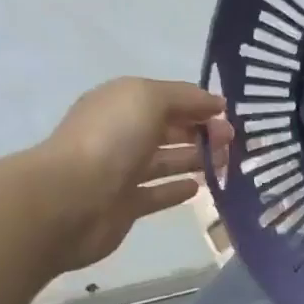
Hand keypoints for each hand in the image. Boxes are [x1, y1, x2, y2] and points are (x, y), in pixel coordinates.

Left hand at [32, 78, 233, 273]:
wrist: (71, 199)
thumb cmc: (111, 140)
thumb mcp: (148, 99)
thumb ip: (184, 97)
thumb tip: (216, 104)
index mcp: (121, 104)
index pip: (166, 99)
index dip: (197, 104)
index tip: (229, 116)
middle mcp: (120, 135)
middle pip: (167, 130)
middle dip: (200, 132)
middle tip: (232, 142)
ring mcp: (121, 172)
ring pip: (165, 161)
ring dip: (195, 159)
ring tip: (224, 163)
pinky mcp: (126, 205)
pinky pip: (157, 193)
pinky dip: (178, 189)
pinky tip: (200, 188)